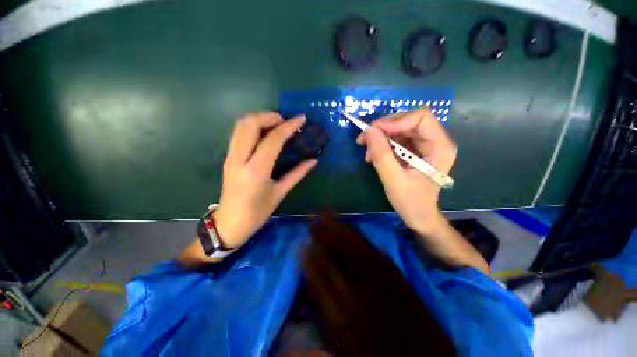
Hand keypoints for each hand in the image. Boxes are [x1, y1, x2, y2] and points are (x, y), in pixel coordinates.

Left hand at [213, 112, 316, 248]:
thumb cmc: (258, 213)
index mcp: (256, 171)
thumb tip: (313, 160)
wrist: (229, 223)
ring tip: (276, 125)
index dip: (289, 126)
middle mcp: (239, 159)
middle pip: (250, 124)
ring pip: (240, 125)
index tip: (301, 118)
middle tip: (286, 121)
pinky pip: (238, 133)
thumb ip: (297, 173)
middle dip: (270, 116)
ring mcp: (230, 157)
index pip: (273, 140)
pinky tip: (265, 134)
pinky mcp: (227, 157)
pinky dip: (252, 126)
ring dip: (259, 119)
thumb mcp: (280, 193)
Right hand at [357, 108, 456, 232]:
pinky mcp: (415, 151)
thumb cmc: (410, 201)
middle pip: (409, 121)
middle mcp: (436, 141)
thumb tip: (369, 130)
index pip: (421, 117)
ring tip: (367, 153)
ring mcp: (425, 145)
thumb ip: (381, 154)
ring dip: (381, 138)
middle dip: (384, 128)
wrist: (418, 215)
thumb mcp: (392, 179)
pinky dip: (383, 145)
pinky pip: (397, 139)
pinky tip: (373, 156)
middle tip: (364, 139)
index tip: (374, 132)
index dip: (396, 121)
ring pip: (400, 129)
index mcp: (440, 147)